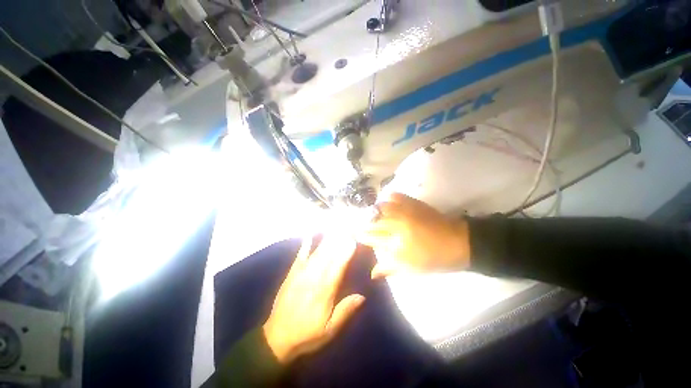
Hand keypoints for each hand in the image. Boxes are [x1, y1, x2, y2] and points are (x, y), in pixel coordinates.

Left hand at [263, 235, 364, 363]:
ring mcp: (301, 274)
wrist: (277, 337)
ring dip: (327, 239)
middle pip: (328, 256)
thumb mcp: (329, 330)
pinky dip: (306, 244)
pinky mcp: (292, 273)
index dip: (345, 253)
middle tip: (347, 227)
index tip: (352, 240)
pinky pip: (300, 255)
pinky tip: (310, 234)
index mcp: (324, 292)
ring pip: (317, 253)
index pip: (337, 268)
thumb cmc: (307, 334)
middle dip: (338, 240)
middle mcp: (313, 279)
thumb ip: (345, 311)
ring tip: (335, 227)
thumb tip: (362, 296)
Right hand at [357, 193, 470, 277]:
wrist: (458, 243)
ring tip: (370, 214)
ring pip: (380, 207)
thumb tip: (371, 273)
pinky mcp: (413, 203)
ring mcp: (404, 212)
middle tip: (357, 223)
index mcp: (395, 243)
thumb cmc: (432, 259)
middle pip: (372, 221)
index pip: (370, 237)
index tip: (355, 234)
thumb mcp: (410, 269)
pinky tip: (386, 203)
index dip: (361, 235)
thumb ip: (388, 269)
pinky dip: (387, 198)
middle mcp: (396, 225)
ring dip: (372, 211)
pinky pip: (395, 196)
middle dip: (362, 223)